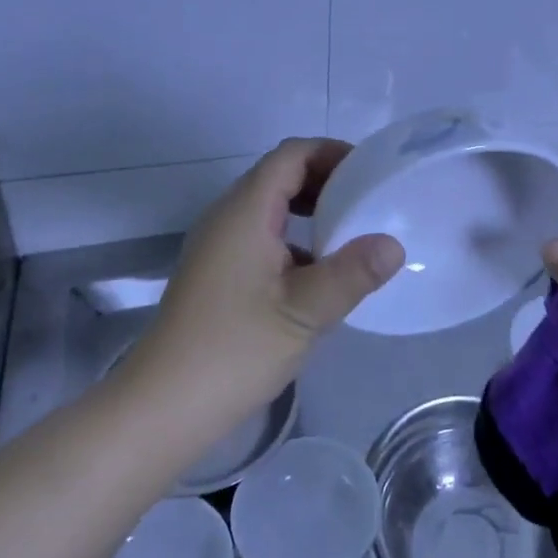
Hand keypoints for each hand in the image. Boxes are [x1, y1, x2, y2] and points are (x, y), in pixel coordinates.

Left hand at [126, 138, 404, 430]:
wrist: (163, 405)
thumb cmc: (235, 349)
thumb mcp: (306, 311)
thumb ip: (353, 273)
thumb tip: (394, 245)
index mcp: (245, 211)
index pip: (291, 154)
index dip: (332, 153)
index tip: (371, 173)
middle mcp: (228, 217)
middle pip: (280, 175)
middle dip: (327, 180)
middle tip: (370, 202)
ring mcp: (218, 246)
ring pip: (270, 207)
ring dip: (312, 211)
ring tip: (354, 234)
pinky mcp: (218, 273)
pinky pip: (262, 236)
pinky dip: (296, 239)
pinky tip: (321, 273)